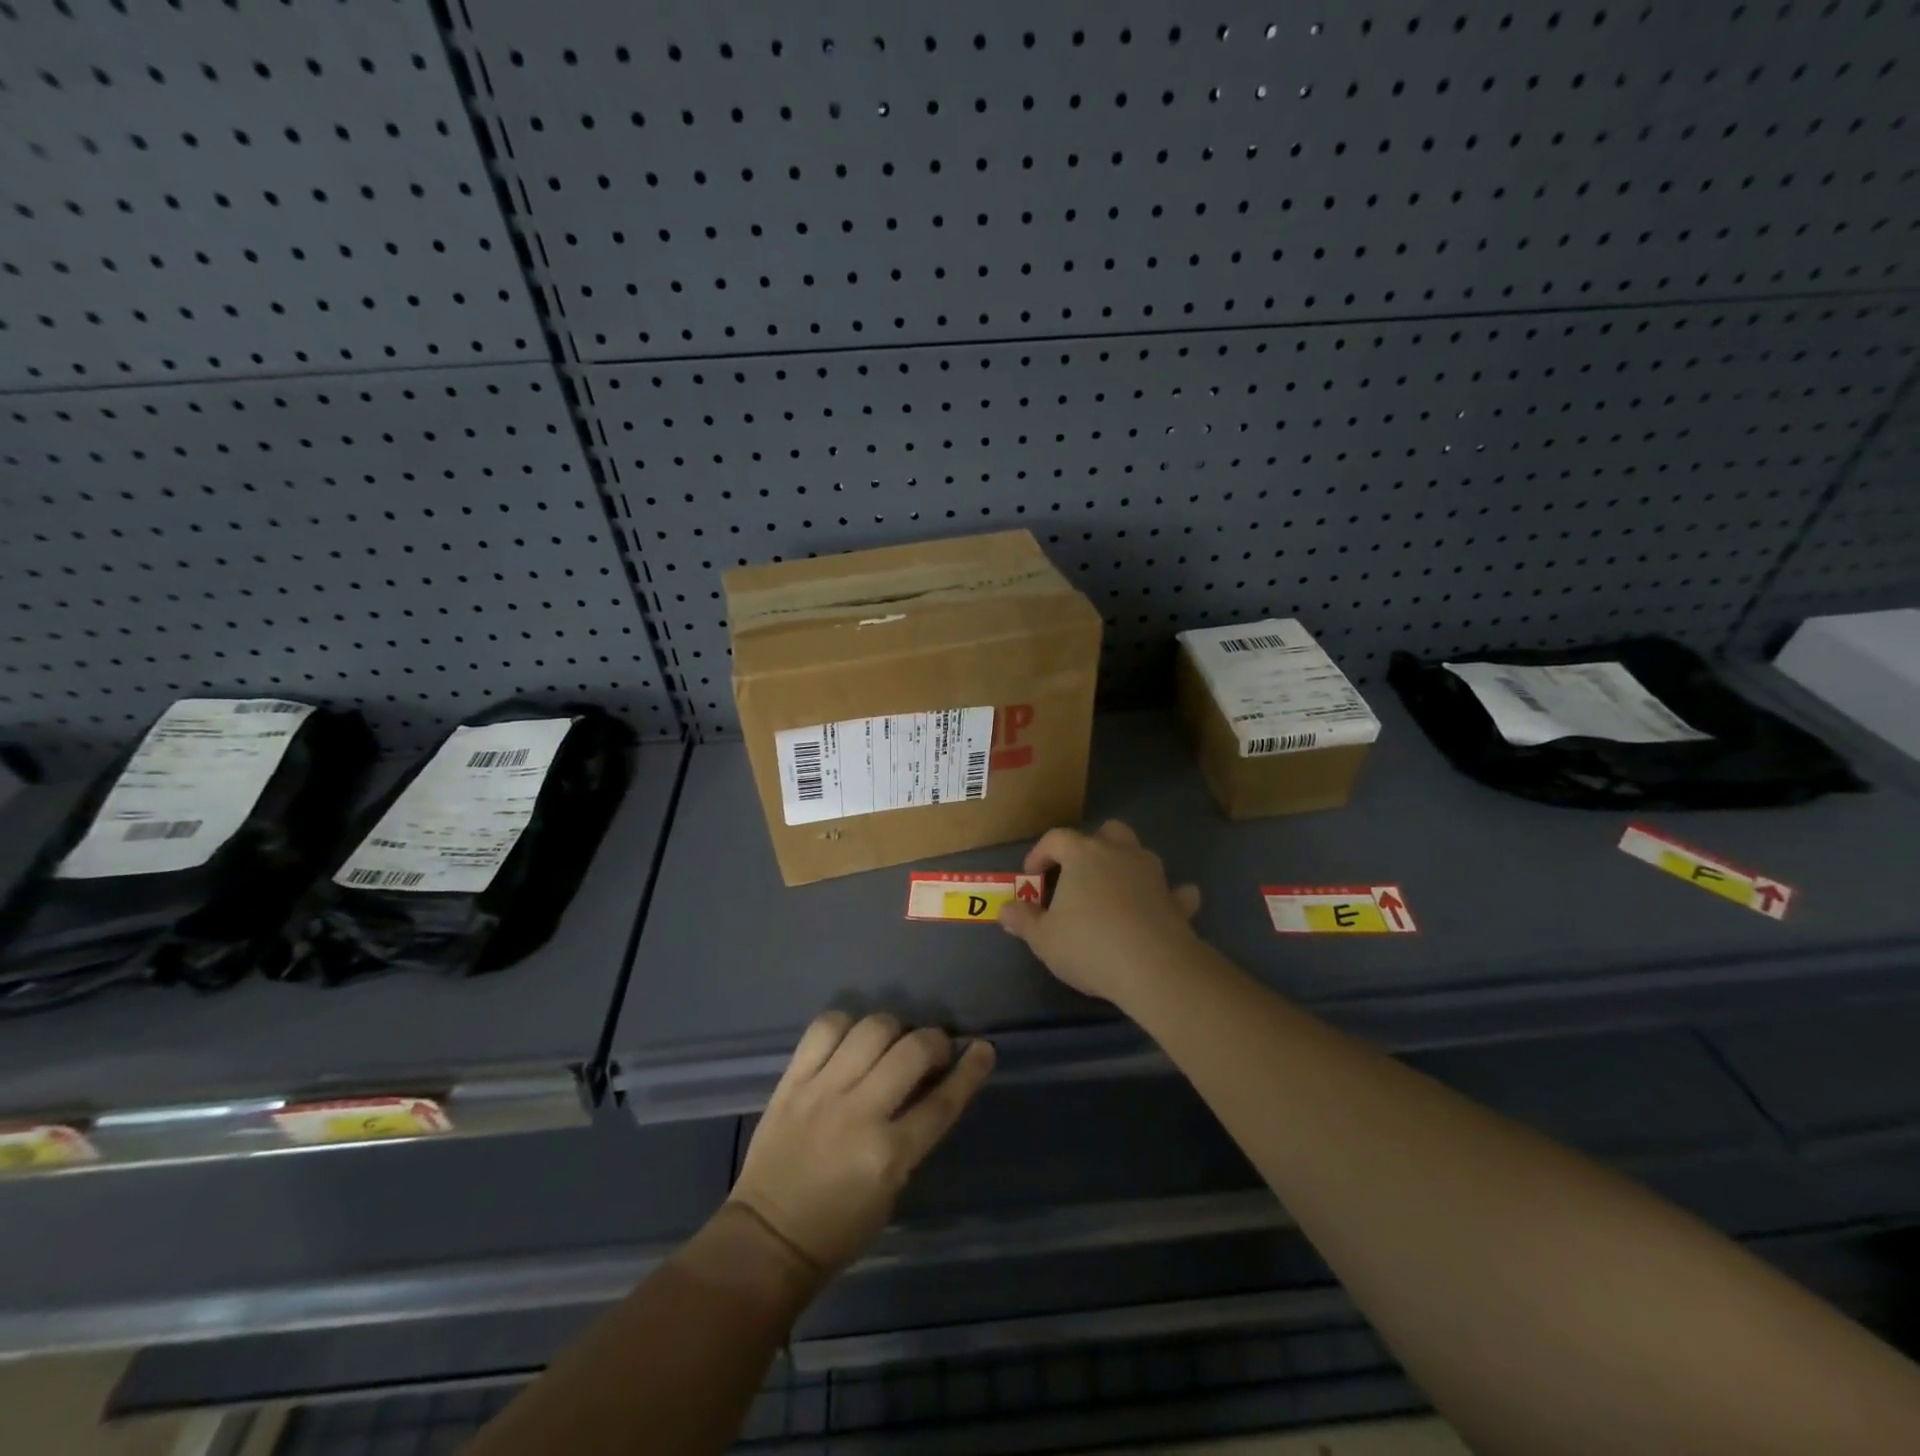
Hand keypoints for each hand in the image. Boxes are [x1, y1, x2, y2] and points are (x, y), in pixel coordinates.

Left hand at [729, 1012, 994, 1276]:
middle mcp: (859, 1114)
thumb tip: (930, 1084)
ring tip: (890, 1042)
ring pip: (871, 1029)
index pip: (943, 1102)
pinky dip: (845, 1025)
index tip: (983, 1049)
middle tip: (932, 1051)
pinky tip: (850, 1038)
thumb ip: (912, 1132)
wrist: (766, 1239)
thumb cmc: (839, 1227)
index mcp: (889, 1155)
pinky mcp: (792, 1081)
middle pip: (912, 1051)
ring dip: (892, 1029)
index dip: (970, 1071)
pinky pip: (824, 1029)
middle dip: (933, 1041)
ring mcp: (822, 1092)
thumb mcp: (892, 1188)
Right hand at [999, 820, 1202, 1005]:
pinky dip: (1166, 895)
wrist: (1154, 968)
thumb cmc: (1089, 946)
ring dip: (1126, 865)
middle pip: (1106, 832)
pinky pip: (1173, 890)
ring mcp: (1153, 874)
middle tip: (1077, 874)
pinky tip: (1160, 907)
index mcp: (1083, 854)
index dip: (1040, 853)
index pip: (1056, 838)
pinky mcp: (1177, 900)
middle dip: (1091, 846)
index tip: (1031, 877)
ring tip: (1113, 891)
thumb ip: (1023, 920)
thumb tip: (1005, 909)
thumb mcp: (1043, 938)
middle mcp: (1120, 853)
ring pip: (1139, 853)